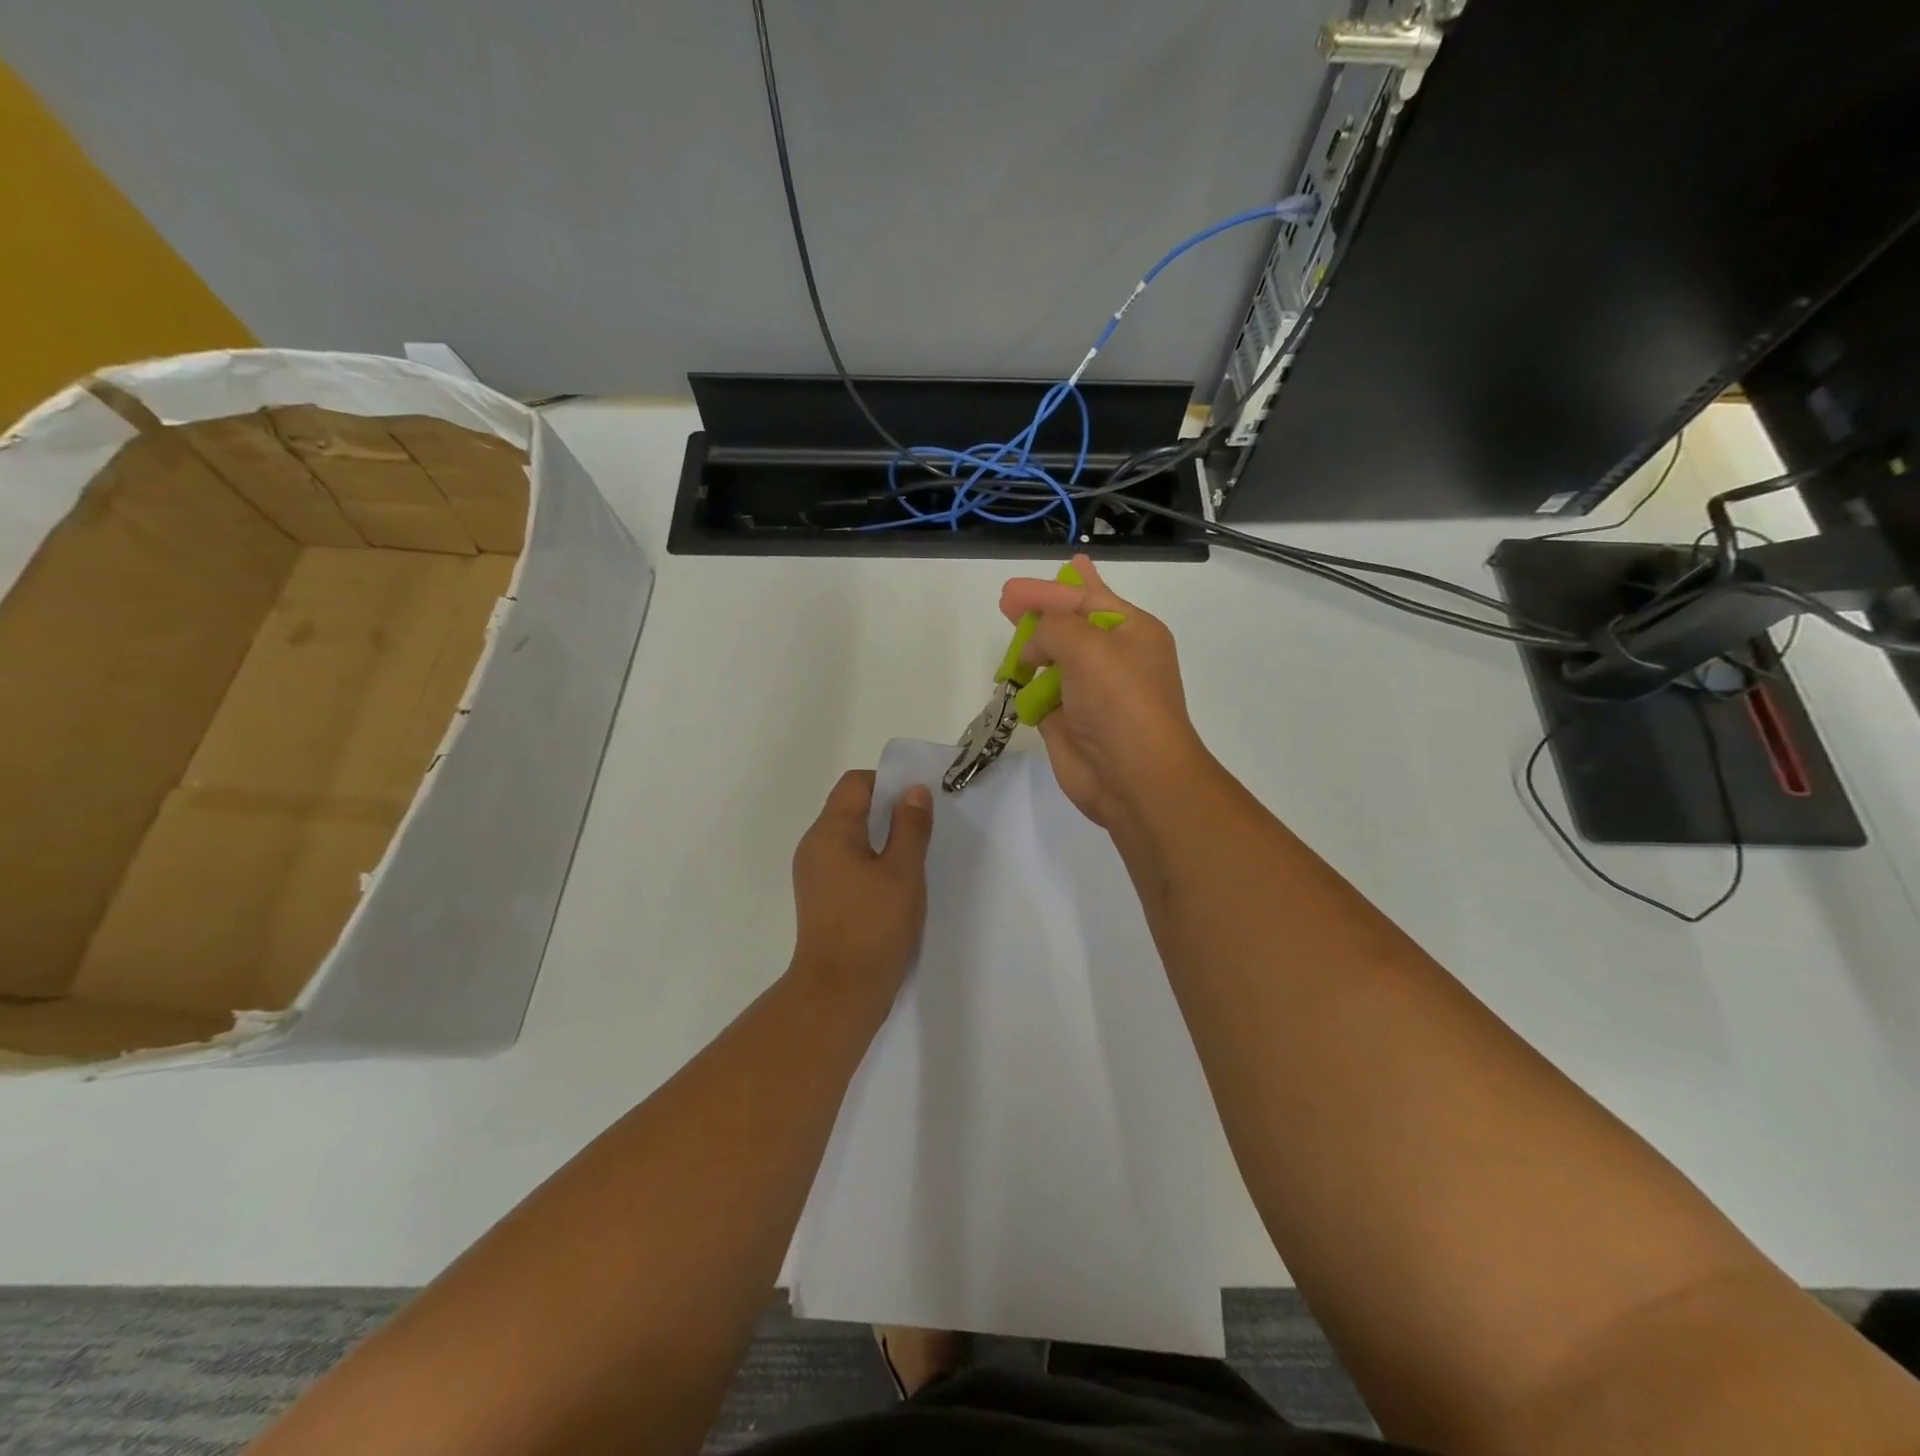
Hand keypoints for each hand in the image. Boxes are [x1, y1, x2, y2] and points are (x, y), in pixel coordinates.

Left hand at [789, 770, 933, 1006]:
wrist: (840, 993)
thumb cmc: (873, 926)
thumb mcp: (903, 871)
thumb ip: (910, 826)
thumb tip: (914, 791)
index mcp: (829, 832)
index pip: (856, 784)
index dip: (889, 783)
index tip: (920, 802)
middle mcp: (815, 846)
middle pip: (850, 808)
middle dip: (888, 811)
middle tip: (924, 827)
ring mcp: (815, 874)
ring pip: (850, 838)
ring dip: (882, 838)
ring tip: (915, 857)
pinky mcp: (822, 898)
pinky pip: (847, 863)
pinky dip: (872, 862)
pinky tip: (896, 884)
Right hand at [1000, 554, 1213, 829]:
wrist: (1133, 777)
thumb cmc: (1119, 701)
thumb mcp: (1088, 646)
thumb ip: (1052, 626)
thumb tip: (1031, 646)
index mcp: (1132, 632)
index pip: (1087, 598)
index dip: (1049, 590)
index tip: (1012, 589)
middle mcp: (1113, 659)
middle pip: (1070, 625)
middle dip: (1040, 612)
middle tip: (1006, 600)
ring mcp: (1089, 692)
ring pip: (1053, 660)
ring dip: (1031, 651)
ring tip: (1009, 644)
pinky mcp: (1068, 722)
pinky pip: (1041, 695)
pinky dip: (1027, 688)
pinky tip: (1012, 679)